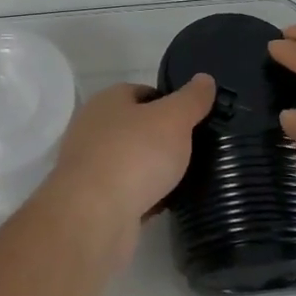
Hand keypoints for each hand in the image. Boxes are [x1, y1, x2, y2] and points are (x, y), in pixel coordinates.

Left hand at [34, 75, 216, 268]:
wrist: (94, 216)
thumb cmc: (134, 155)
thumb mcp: (173, 119)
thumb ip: (191, 99)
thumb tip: (205, 79)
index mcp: (108, 100)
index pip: (142, 92)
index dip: (169, 103)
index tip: (194, 120)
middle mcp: (93, 128)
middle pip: (136, 127)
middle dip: (162, 138)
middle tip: (194, 150)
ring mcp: (90, 165)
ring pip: (131, 161)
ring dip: (153, 170)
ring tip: (185, 178)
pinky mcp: (93, 200)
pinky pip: (126, 192)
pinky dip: (144, 197)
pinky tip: (165, 204)